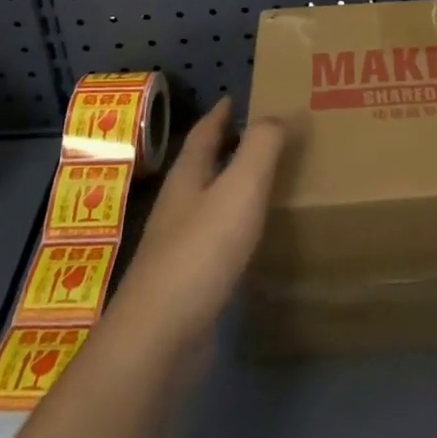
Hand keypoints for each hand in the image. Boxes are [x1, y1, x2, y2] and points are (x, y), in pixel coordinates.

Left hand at [100, 98, 285, 382]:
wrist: (159, 340)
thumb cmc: (201, 252)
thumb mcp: (239, 188)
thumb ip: (261, 146)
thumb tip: (277, 113)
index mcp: (187, 178)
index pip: (204, 134)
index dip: (220, 114)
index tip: (235, 97)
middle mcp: (178, 207)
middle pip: (203, 167)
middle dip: (227, 148)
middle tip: (263, 136)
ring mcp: (178, 248)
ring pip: (209, 204)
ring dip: (232, 189)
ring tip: (266, 183)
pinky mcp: (187, 285)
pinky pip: (216, 242)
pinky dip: (235, 229)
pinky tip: (254, 241)